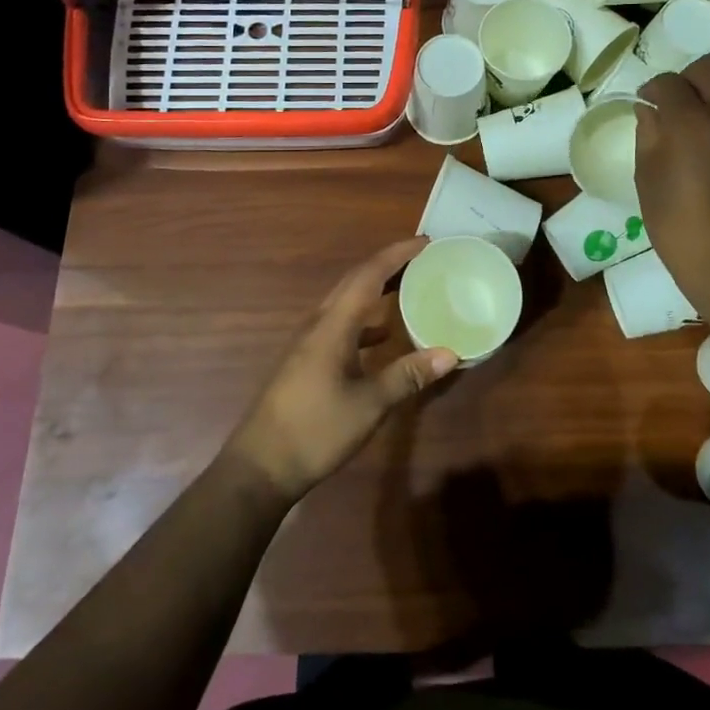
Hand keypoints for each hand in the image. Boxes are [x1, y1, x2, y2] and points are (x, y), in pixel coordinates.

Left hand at [226, 237, 456, 503]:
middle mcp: (319, 323)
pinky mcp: (307, 360)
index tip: (426, 242)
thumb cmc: (315, 430)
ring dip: (376, 288)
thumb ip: (408, 375)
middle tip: (423, 258)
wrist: (260, 467)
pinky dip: (366, 318)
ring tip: (409, 286)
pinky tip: (384, 335)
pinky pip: (341, 323)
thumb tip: (450, 353)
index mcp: (333, 325)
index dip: (397, 254)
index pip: (368, 274)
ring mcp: (309, 341)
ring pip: (347, 301)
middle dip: (389, 264)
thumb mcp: (369, 405)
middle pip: (355, 280)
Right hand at [635, 54, 709, 318]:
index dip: (652, 90)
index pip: (668, 83)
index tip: (647, 103)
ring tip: (705, 115)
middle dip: (689, 78)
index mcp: (688, 121)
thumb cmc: (676, 223)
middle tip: (678, 103)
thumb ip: (648, 135)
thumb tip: (650, 110)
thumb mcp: (647, 178)